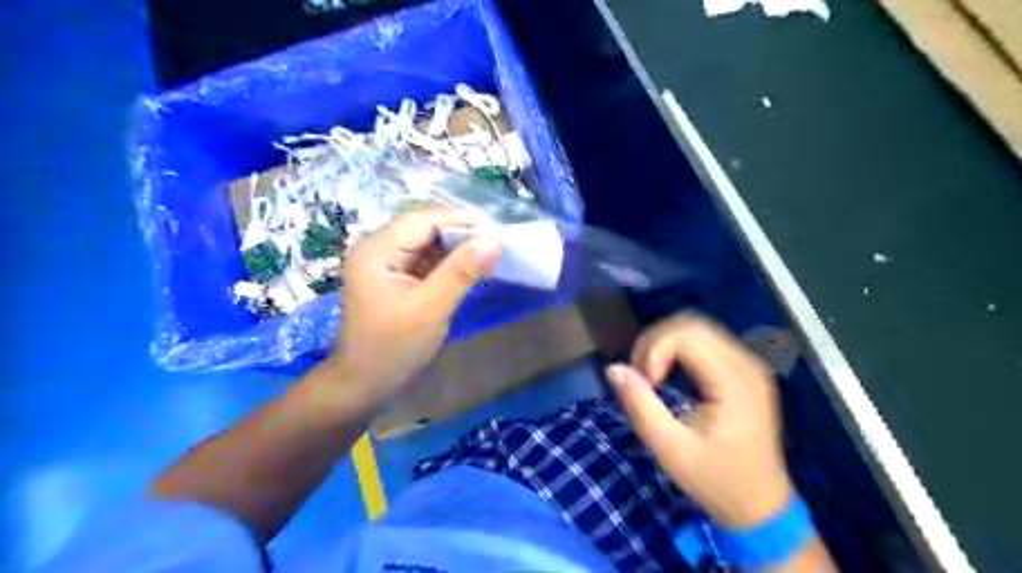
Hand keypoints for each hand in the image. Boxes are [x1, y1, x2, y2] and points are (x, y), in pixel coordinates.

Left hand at [334, 208, 501, 410]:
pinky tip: (471, 267)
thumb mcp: (430, 308)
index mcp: (377, 250)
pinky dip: (450, 262)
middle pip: (425, 228)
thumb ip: (461, 272)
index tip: (498, 230)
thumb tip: (494, 241)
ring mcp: (386, 262)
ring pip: (428, 243)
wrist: (366, 383)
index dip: (461, 220)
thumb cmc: (393, 347)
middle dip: (462, 233)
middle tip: (498, 242)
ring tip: (490, 252)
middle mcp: (378, 248)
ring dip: (458, 247)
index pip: (423, 220)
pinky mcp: (396, 277)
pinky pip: (427, 260)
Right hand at [605, 313, 788, 527]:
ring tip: (650, 375)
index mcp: (734, 381)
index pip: (686, 336)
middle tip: (639, 375)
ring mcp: (748, 365)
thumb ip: (640, 405)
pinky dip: (678, 349)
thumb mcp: (670, 449)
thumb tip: (614, 368)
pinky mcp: (743, 371)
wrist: (760, 506)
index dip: (654, 350)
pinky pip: (705, 342)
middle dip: (655, 342)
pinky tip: (666, 373)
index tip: (643, 383)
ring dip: (664, 343)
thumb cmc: (716, 481)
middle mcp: (746, 363)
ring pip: (697, 329)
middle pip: (691, 324)